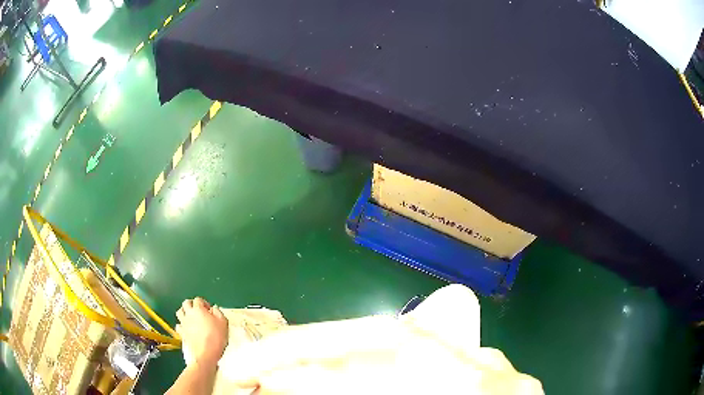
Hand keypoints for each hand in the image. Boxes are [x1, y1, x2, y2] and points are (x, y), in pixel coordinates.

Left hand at [176, 297, 228, 365]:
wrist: (206, 353)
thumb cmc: (216, 337)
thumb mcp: (223, 323)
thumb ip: (218, 312)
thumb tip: (214, 308)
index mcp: (198, 309)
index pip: (198, 300)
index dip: (204, 303)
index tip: (209, 309)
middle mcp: (189, 314)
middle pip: (186, 303)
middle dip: (192, 304)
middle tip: (199, 310)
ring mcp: (184, 323)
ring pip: (179, 312)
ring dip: (184, 312)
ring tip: (191, 317)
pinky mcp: (181, 332)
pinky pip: (178, 325)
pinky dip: (182, 324)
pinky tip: (187, 328)